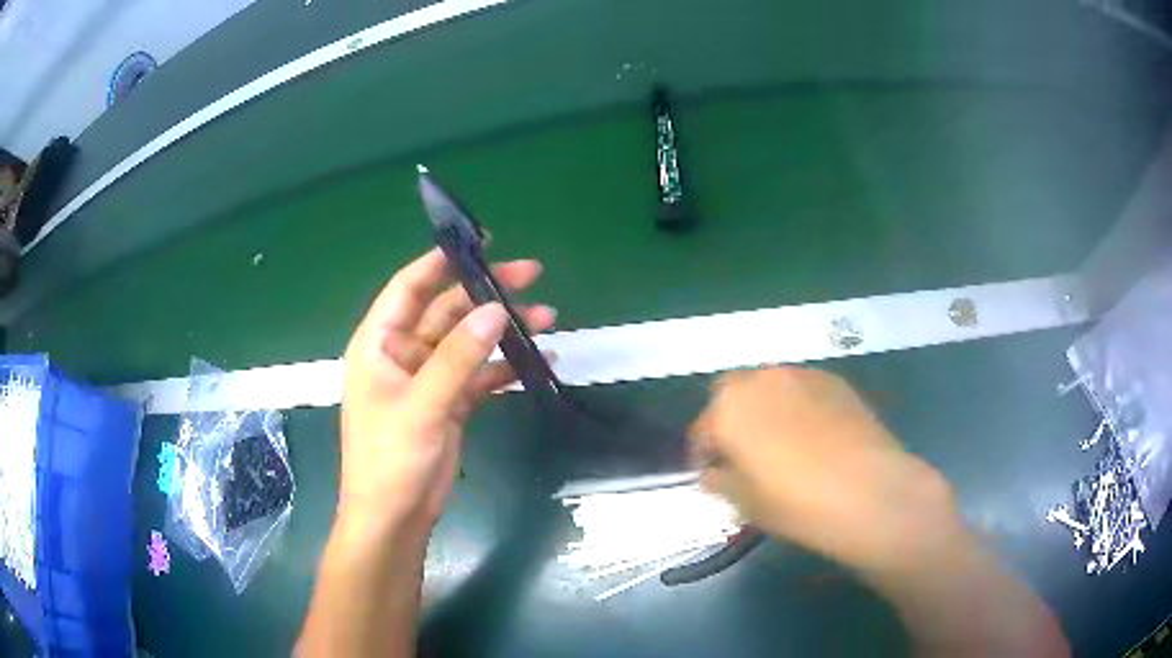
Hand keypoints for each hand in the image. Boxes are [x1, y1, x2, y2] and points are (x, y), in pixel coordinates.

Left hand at [339, 249, 554, 531]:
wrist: (395, 518)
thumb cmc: (390, 459)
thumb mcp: (422, 405)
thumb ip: (458, 358)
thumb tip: (496, 311)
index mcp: (380, 343)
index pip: (409, 287)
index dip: (441, 262)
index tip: (481, 244)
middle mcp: (403, 353)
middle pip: (447, 310)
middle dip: (486, 294)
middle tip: (531, 277)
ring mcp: (428, 379)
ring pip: (469, 342)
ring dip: (503, 331)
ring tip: (547, 319)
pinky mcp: (449, 403)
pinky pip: (480, 375)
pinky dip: (506, 368)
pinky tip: (539, 363)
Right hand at [692, 367, 960, 575]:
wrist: (868, 491)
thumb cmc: (796, 503)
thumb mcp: (744, 503)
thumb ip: (719, 481)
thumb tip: (714, 472)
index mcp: (729, 408)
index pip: (702, 430)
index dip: (704, 455)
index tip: (713, 476)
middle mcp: (761, 379)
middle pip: (732, 395)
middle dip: (731, 420)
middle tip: (745, 455)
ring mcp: (801, 375)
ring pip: (769, 387)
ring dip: (765, 409)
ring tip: (783, 443)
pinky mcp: (834, 380)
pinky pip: (803, 389)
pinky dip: (798, 406)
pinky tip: (815, 437)